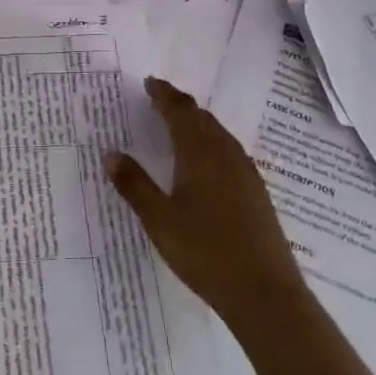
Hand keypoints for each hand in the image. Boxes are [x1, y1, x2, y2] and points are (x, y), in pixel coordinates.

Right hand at [106, 76, 303, 326]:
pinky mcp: (256, 192)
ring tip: (180, 123)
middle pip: (202, 119)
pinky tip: (206, 160)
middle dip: (180, 104)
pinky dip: (212, 141)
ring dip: (198, 122)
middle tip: (159, 98)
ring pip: (219, 134)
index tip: (150, 82)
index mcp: (200, 156)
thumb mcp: (159, 221)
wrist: (264, 292)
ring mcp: (245, 174)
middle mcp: (226, 156)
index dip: (164, 95)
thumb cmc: (205, 253)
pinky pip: (230, 151)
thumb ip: (134, 186)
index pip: (180, 113)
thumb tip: (111, 154)